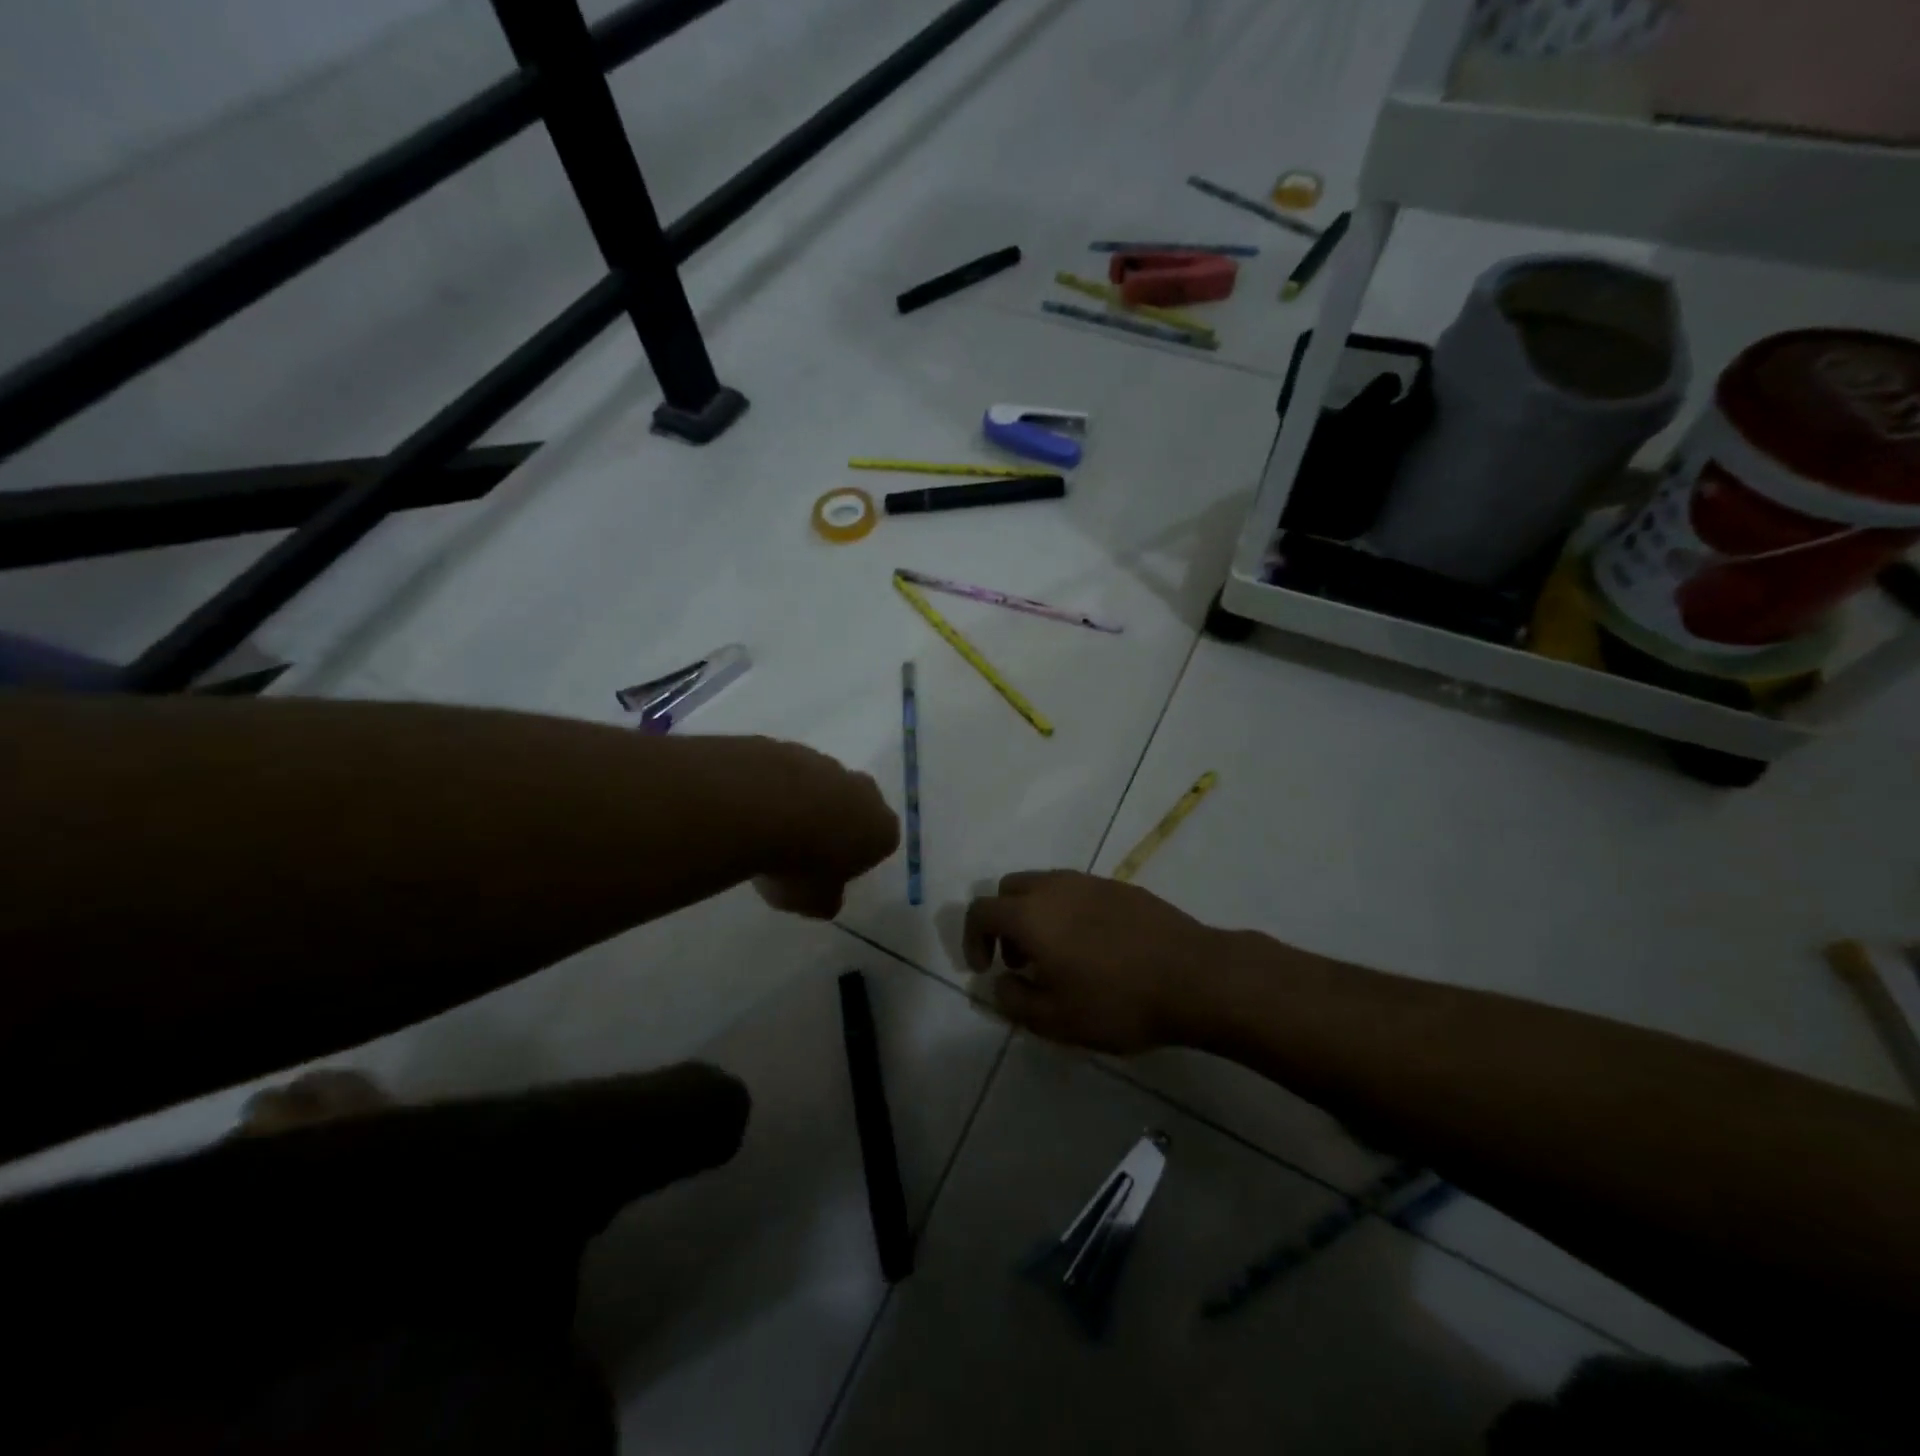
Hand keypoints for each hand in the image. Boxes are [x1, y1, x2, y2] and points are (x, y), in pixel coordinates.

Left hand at [745, 739, 898, 918]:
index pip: (881, 842)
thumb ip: (826, 899)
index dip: (857, 858)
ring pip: (820, 785)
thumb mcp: (814, 902)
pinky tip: (751, 807)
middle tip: (804, 848)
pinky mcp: (788, 747)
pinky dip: (773, 787)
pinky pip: (785, 773)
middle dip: (835, 822)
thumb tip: (827, 897)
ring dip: (802, 802)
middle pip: (855, 805)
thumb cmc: (799, 864)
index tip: (831, 871)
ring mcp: (824, 763)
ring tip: (769, 829)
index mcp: (880, 828)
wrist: (755, 807)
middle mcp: (861, 790)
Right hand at [962, 870, 1226, 1053]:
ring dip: (1036, 916)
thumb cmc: (1117, 1002)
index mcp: (1030, 914)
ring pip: (1045, 886)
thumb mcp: (1055, 1020)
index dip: (972, 939)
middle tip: (1021, 962)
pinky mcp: (1120, 887)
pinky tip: (1095, 949)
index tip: (983, 969)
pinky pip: (1077, 891)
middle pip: (1010, 889)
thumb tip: (1001, 983)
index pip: (981, 911)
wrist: (1195, 977)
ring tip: (1059, 958)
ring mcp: (1090, 882)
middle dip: (1004, 923)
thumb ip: (1014, 1000)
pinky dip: (1068, 912)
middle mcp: (1055, 887)